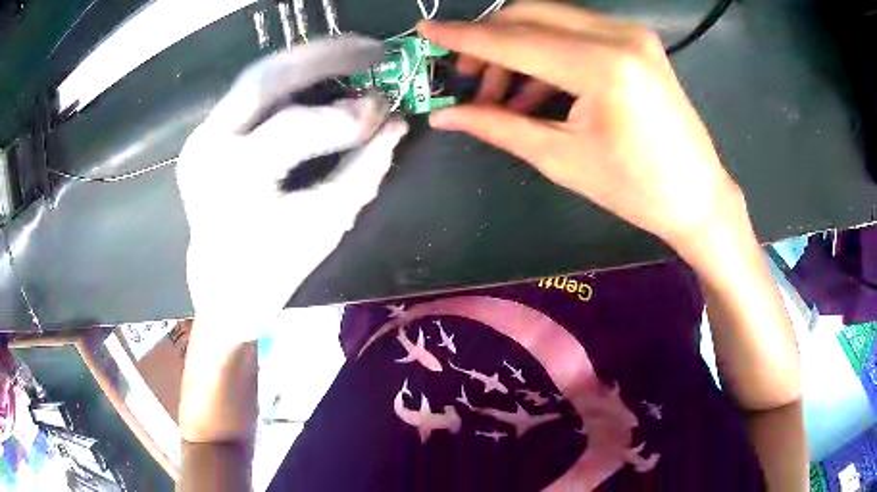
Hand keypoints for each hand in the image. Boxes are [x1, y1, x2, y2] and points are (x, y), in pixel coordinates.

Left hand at [176, 36, 406, 339]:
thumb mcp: (326, 225)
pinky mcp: (203, 134)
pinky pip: (250, 94)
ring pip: (256, 76)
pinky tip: (318, 75)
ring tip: (352, 53)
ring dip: (307, 60)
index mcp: (232, 180)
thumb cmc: (273, 269)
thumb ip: (364, 170)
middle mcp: (207, 148)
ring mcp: (200, 137)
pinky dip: (288, 80)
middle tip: (373, 50)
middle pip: (265, 77)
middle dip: (325, 56)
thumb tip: (396, 125)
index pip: (294, 126)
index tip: (387, 108)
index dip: (347, 114)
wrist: (222, 286)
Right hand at [418, 4, 745, 258]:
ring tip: (501, 94)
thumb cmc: (635, 189)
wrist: (697, 195)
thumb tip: (444, 116)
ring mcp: (631, 33)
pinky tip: (535, 87)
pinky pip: (575, 31)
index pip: (515, 40)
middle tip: (468, 80)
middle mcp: (618, 35)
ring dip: (516, 48)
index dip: (464, 37)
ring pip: (550, 19)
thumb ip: (498, 126)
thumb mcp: (561, 159)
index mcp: (602, 67)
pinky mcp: (636, 41)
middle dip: (489, 43)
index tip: (425, 32)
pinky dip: (546, 52)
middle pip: (529, 16)